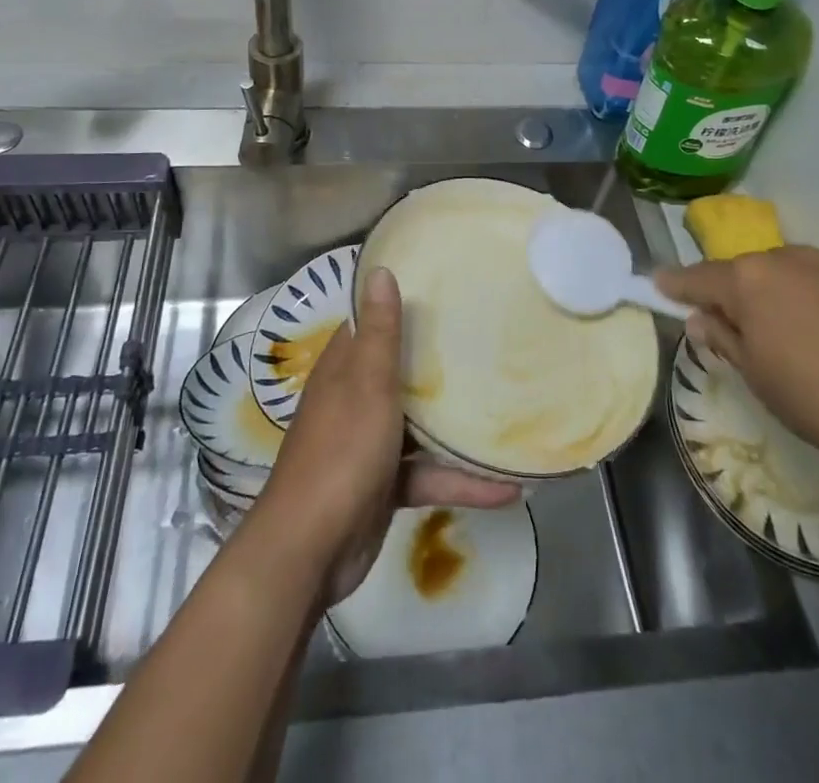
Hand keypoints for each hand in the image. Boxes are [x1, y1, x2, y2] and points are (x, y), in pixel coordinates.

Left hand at [252, 267, 518, 601]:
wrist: (311, 550)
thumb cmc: (341, 452)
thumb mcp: (367, 385)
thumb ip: (380, 333)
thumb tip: (379, 269)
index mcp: (344, 369)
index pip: (372, 325)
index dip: (403, 307)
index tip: (446, 292)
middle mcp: (355, 399)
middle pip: (401, 372)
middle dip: (439, 363)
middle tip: (488, 341)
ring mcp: (370, 444)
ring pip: (420, 424)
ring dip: (457, 426)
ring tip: (507, 411)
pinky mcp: (386, 485)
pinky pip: (429, 474)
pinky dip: (461, 480)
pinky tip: (506, 488)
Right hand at [656, 246, 818, 477]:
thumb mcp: (761, 381)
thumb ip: (726, 341)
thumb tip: (704, 318)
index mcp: (751, 280)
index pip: (698, 277)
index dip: (676, 284)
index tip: (659, 284)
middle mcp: (793, 259)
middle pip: (753, 273)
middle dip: (744, 295)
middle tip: (748, 331)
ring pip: (803, 278)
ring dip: (795, 300)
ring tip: (813, 345)